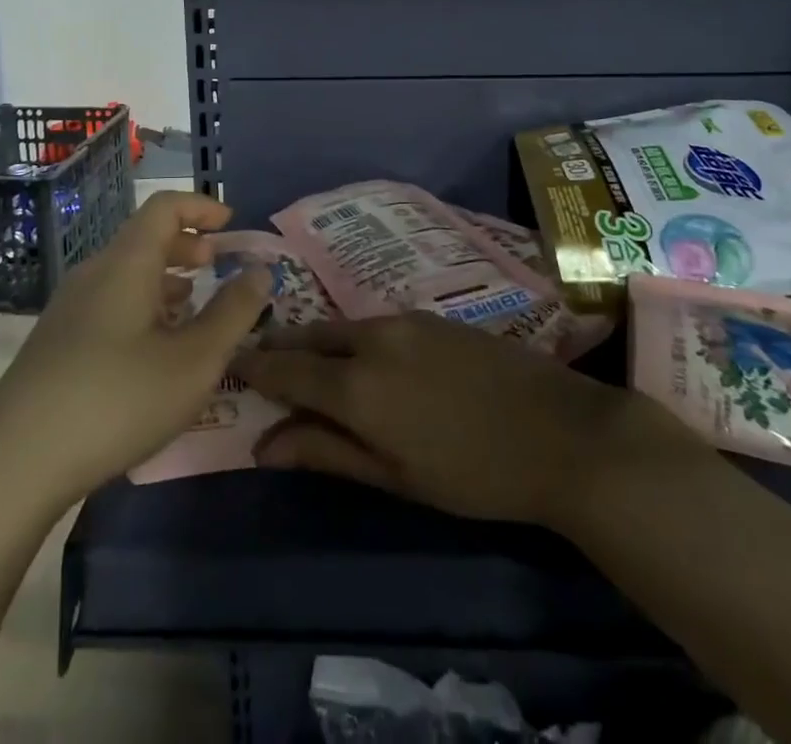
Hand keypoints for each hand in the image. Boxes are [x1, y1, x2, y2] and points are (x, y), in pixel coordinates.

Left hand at [0, 192, 270, 509]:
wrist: (12, 466)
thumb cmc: (116, 401)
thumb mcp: (193, 361)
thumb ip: (233, 313)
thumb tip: (260, 271)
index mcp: (126, 264)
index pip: (164, 207)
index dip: (201, 207)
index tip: (231, 224)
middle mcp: (94, 274)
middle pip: (144, 238)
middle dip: (186, 245)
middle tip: (216, 266)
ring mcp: (67, 310)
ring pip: (125, 274)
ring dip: (164, 279)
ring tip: (192, 309)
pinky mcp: (54, 344)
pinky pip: (108, 302)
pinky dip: (141, 306)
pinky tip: (153, 350)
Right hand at [234, 311, 711, 530]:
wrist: (559, 431)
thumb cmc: (473, 472)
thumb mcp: (395, 476)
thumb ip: (327, 452)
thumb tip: (264, 446)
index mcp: (357, 385)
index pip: (286, 369)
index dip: (255, 367)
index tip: (231, 365)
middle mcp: (372, 339)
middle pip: (311, 337)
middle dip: (283, 348)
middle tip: (264, 364)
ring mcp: (404, 321)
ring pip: (343, 326)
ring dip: (319, 341)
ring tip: (308, 363)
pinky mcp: (430, 316)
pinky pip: (374, 322)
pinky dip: (353, 338)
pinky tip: (361, 356)